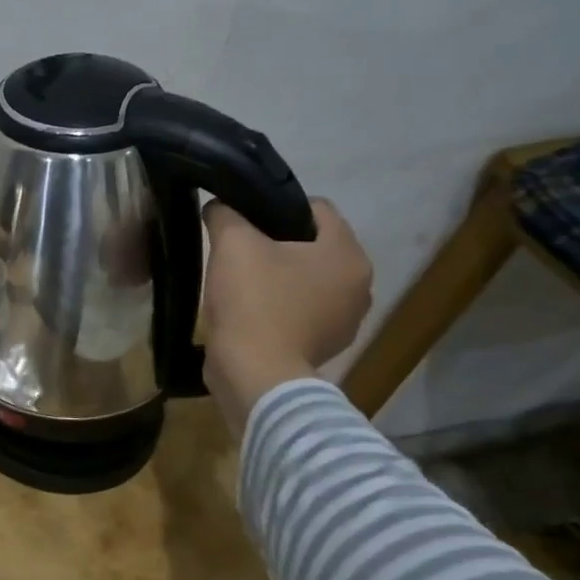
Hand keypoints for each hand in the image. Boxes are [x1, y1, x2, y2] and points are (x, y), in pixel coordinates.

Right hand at [201, 197, 372, 435]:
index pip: (317, 209)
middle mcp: (360, 284)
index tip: (244, 220)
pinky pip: (303, 311)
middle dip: (279, 244)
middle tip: (239, 250)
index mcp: (347, 254)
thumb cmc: (253, 301)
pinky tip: (251, 312)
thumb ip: (225, 214)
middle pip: (314, 246)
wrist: (255, 373)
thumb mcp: (231, 244)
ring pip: (309, 280)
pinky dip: (281, 307)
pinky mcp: (326, 345)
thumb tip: (220, 207)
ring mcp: (346, 320)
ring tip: (242, 282)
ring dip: (281, 277)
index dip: (277, 206)